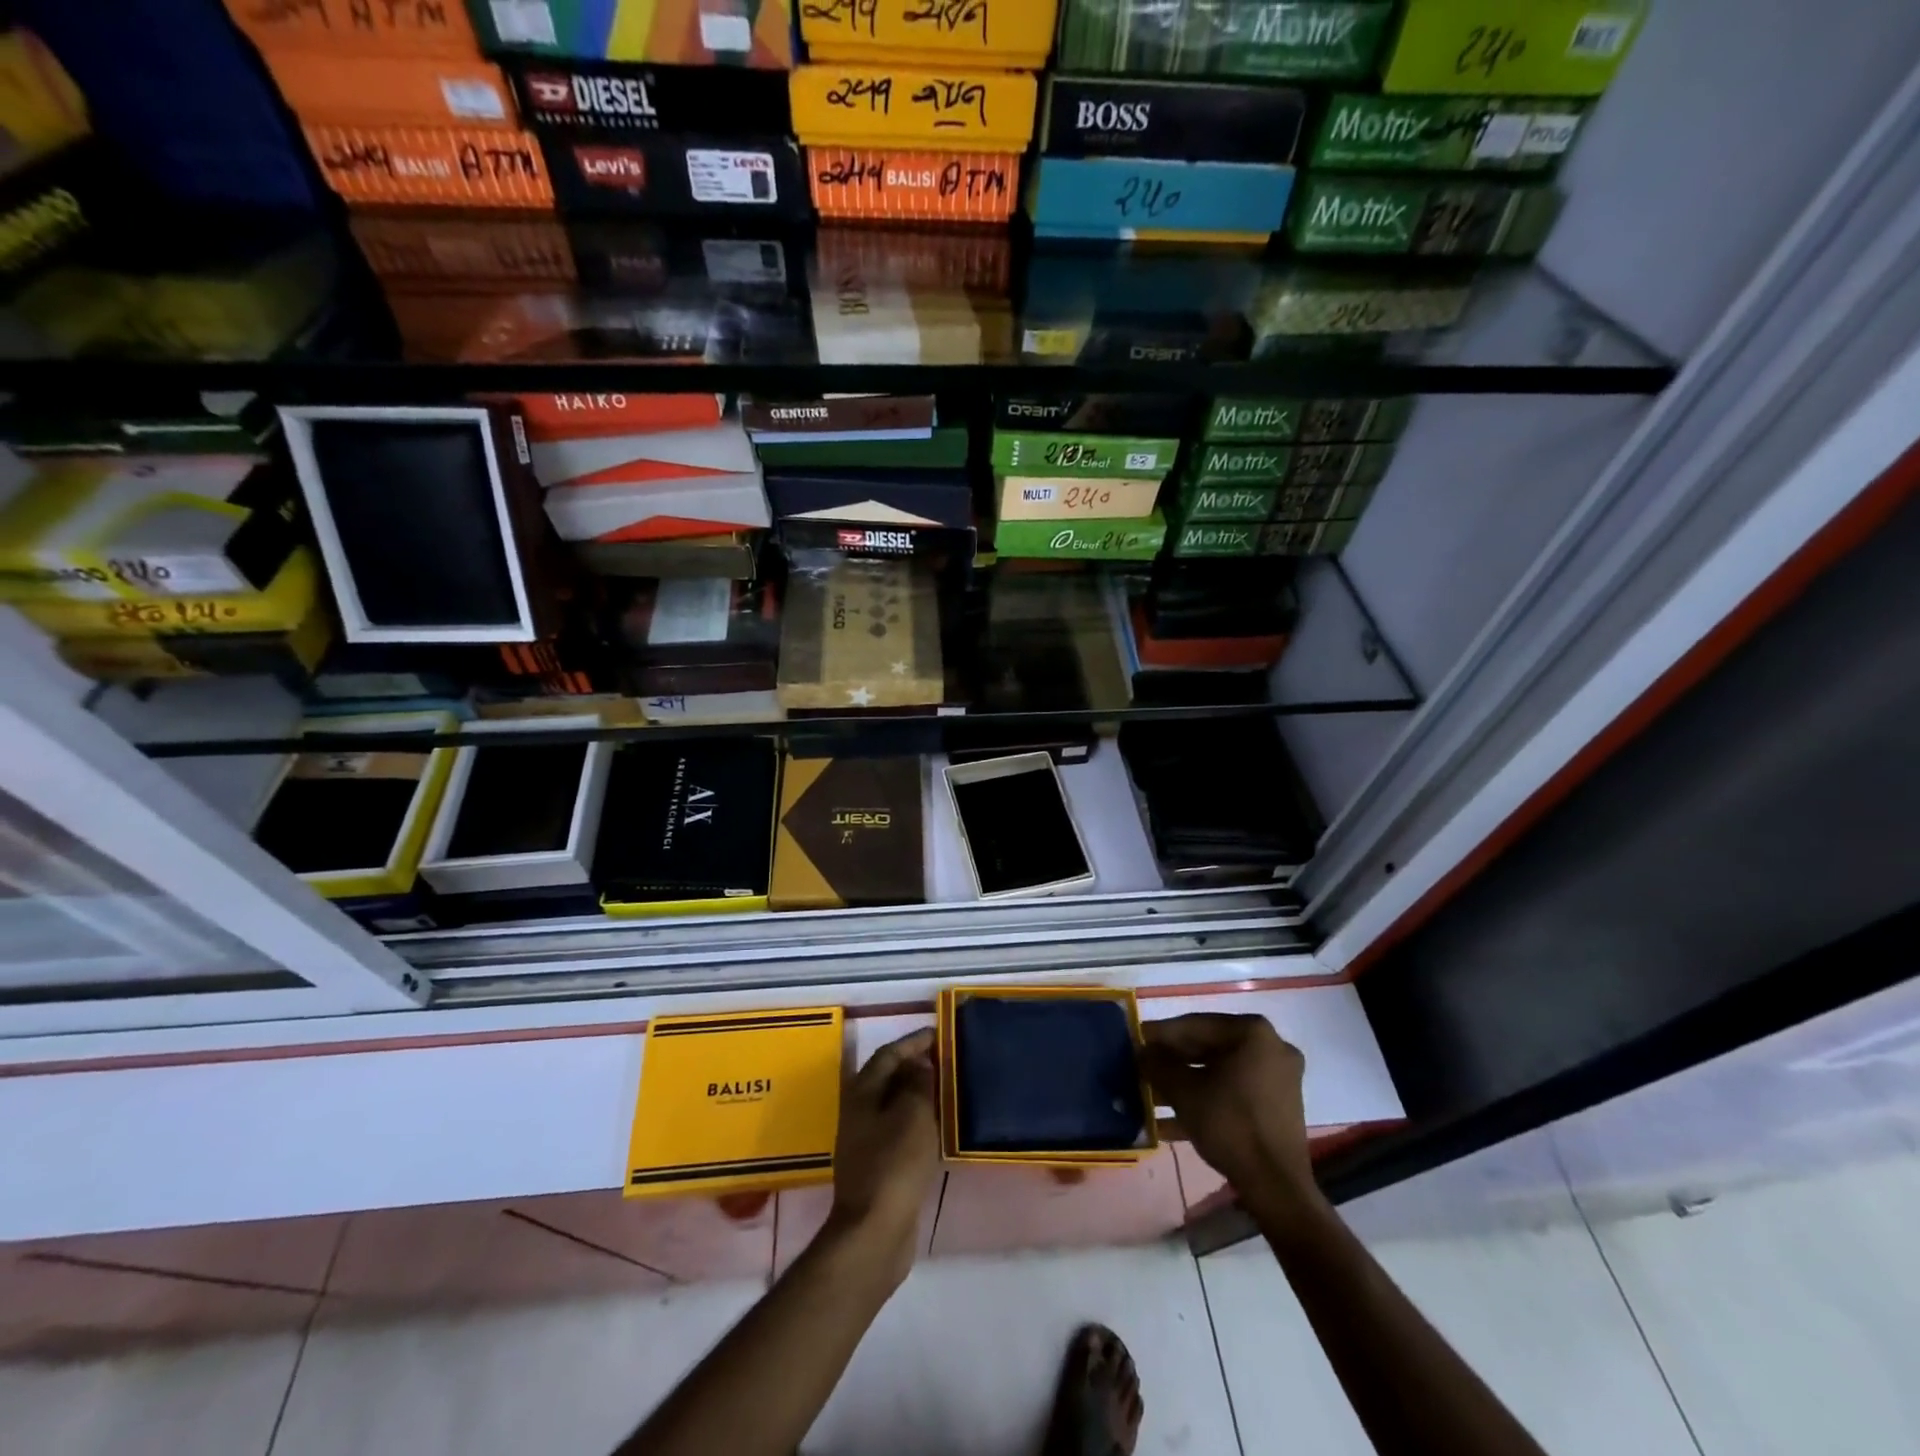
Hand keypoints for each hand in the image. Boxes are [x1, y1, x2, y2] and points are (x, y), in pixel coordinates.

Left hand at [826, 1028, 939, 1282]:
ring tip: (947, 1089)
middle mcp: (858, 1112)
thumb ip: (918, 1083)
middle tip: (946, 1060)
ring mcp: (865, 1141)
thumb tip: (920, 1064)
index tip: (939, 1033)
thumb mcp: (913, 1114)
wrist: (874, 1231)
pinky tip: (938, 1127)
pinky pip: (899, 1130)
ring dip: (918, 1094)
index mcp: (862, 1093)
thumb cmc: (894, 1163)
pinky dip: (917, 1121)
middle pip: (888, 1078)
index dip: (913, 1042)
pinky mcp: (877, 1167)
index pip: (888, 1054)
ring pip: (894, 1105)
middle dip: (915, 1066)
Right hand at [1140, 1014, 1320, 1217]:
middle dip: (1172, 1061)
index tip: (1134, 1040)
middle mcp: (1270, 1046)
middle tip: (1142, 1068)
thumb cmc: (1229, 1125)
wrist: (1276, 1187)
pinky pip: (1234, 1091)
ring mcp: (1278, 1077)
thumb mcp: (1183, 1091)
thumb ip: (1158, 1064)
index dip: (1159, 1035)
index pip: (1194, 1025)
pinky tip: (1171, 1121)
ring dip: (1185, 1082)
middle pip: (1208, 1047)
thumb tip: (1141, 1051)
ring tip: (1151, 1096)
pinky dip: (1206, 1099)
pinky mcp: (1278, 1105)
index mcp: (1252, 1032)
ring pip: (1220, 1071)